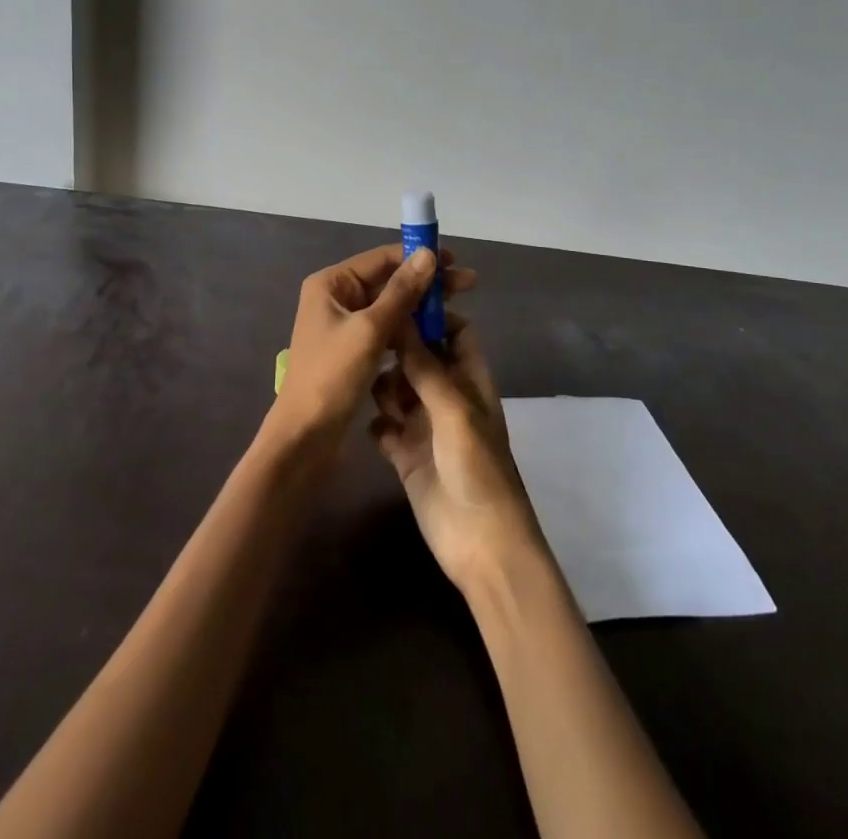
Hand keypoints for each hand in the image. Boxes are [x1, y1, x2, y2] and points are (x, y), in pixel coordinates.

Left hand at [267, 244, 475, 456]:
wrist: (304, 436)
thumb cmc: (333, 376)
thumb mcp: (371, 330)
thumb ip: (401, 291)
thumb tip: (428, 254)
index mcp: (332, 284)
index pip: (382, 258)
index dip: (419, 257)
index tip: (455, 261)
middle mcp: (335, 297)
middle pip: (388, 280)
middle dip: (426, 282)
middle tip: (468, 284)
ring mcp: (343, 325)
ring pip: (389, 306)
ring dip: (420, 306)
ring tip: (457, 309)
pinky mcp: (352, 350)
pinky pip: (385, 329)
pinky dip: (409, 328)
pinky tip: (435, 333)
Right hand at [370, 316, 544, 594]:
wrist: (481, 544)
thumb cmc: (477, 468)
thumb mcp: (453, 410)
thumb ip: (424, 366)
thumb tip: (401, 318)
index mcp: (469, 379)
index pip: (455, 332)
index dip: (432, 316)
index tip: (397, 303)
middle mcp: (446, 396)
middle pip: (419, 357)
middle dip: (397, 351)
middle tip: (367, 345)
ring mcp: (424, 426)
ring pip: (396, 389)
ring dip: (383, 388)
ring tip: (370, 393)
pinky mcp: (405, 454)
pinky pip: (383, 427)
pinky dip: (377, 425)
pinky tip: (374, 430)